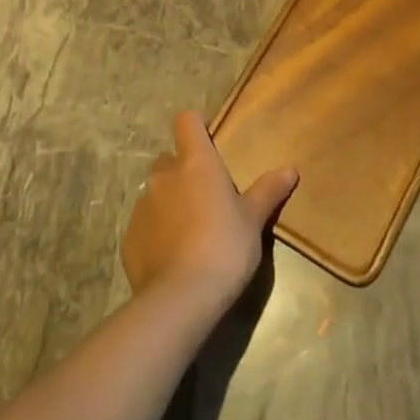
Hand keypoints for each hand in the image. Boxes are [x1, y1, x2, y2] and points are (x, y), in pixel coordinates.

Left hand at [122, 111, 296, 316]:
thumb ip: (268, 191)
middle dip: (184, 171)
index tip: (210, 140)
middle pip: (170, 159)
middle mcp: (164, 176)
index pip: (187, 121)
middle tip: (206, 196)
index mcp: (196, 163)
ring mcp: (142, 206)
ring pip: (156, 192)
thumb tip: (291, 170)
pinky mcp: (129, 237)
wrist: (181, 298)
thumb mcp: (253, 220)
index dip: (197, 125)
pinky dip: (157, 232)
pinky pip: (145, 224)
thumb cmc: (225, 247)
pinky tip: (173, 257)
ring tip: (191, 231)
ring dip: (170, 202)